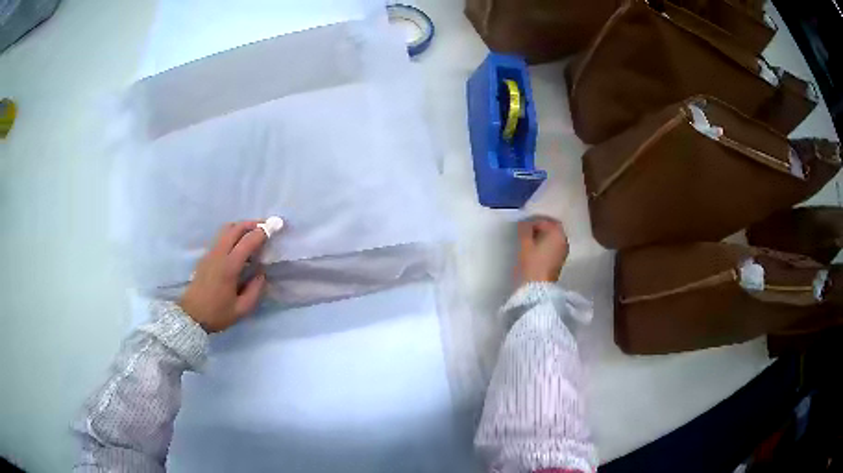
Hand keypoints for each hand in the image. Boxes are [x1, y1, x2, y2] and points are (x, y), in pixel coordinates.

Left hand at [179, 221, 267, 332]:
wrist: (191, 316)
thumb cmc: (217, 314)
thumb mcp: (241, 310)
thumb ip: (255, 291)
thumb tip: (261, 274)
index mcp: (229, 267)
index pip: (248, 241)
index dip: (262, 232)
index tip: (275, 227)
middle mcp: (218, 255)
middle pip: (235, 228)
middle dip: (252, 224)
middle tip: (265, 226)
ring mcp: (210, 254)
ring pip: (226, 230)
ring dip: (241, 227)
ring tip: (253, 234)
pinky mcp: (205, 257)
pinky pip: (221, 238)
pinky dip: (233, 235)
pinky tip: (239, 247)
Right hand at [516, 217, 568, 284]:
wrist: (538, 287)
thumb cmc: (532, 263)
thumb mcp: (525, 244)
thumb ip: (525, 229)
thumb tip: (524, 223)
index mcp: (557, 233)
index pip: (547, 221)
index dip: (534, 222)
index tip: (524, 226)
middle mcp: (564, 240)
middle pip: (552, 229)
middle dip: (540, 229)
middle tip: (527, 233)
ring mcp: (564, 252)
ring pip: (553, 239)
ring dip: (543, 238)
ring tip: (530, 243)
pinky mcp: (560, 261)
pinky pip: (554, 248)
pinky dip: (546, 246)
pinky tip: (536, 251)